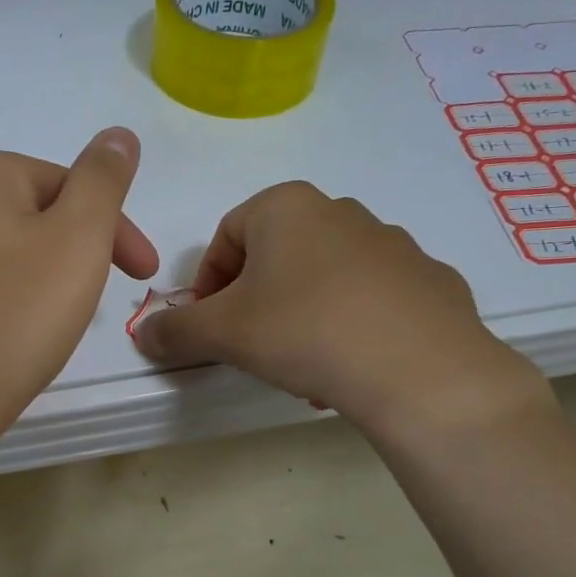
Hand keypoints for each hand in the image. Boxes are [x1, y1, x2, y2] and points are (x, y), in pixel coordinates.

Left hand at [0, 128, 158, 465]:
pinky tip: (2, 340)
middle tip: (97, 301)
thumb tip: (117, 134)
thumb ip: (103, 179)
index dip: (116, 229)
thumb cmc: (14, 318)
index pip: (71, 186)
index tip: (144, 275)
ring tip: (51, 325)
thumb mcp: (78, 238)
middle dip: (74, 252)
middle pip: (31, 218)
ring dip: (36, 279)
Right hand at [133, 182, 549, 443]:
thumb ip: (175, 329)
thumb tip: (145, 334)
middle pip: (275, 254)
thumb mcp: (222, 333)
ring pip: (323, 277)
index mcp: (286, 207)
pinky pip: (371, 298)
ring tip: (299, 363)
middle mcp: (340, 211)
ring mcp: (393, 244)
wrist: (420, 369)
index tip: (208, 325)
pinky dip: (349, 324)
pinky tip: (349, 365)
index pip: (225, 236)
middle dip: (253, 300)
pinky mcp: (430, 280)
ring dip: (299, 313)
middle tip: (250, 344)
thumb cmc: (304, 330)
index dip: (206, 283)